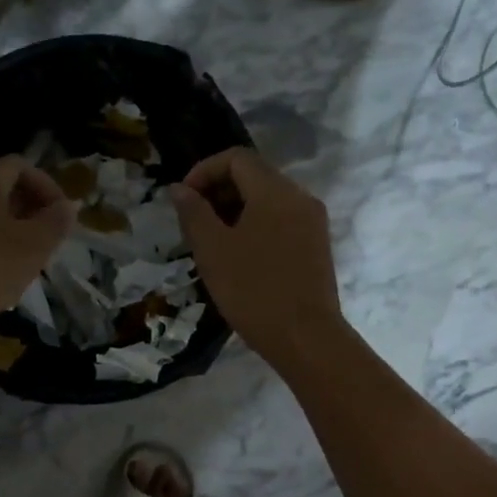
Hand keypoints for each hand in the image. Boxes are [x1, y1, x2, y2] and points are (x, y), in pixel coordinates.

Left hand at [0, 156, 74, 336]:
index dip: (46, 185)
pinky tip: (2, 263)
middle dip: (30, 205)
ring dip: (11, 222)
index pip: (20, 165)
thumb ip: (57, 220)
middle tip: (49, 233)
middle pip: (1, 184)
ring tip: (29, 251)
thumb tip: (68, 207)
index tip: (61, 213)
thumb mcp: (36, 245)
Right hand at [170, 148, 342, 365]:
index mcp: (275, 191)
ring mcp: (312, 222)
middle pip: (254, 175)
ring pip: (268, 199)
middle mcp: (300, 197)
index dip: (203, 171)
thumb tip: (180, 189)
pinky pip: (281, 220)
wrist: (306, 338)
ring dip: (235, 210)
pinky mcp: (316, 245)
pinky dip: (255, 225)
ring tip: (212, 243)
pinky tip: (239, 257)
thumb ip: (193, 213)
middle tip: (193, 224)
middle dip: (218, 191)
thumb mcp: (212, 250)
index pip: (236, 158)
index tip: (183, 199)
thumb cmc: (253, 291)